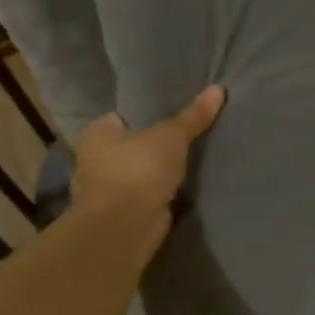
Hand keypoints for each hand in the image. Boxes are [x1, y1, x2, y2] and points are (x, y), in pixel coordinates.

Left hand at [71, 85, 225, 264]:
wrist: (125, 226)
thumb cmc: (139, 170)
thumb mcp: (172, 136)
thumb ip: (194, 115)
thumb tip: (218, 88)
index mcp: (97, 133)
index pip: (121, 117)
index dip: (145, 116)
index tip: (171, 115)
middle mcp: (95, 159)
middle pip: (130, 146)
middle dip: (152, 146)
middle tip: (186, 137)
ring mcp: (107, 190)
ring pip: (138, 173)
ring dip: (155, 173)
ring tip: (189, 162)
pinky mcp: (122, 214)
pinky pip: (145, 195)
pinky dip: (158, 194)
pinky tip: (180, 189)